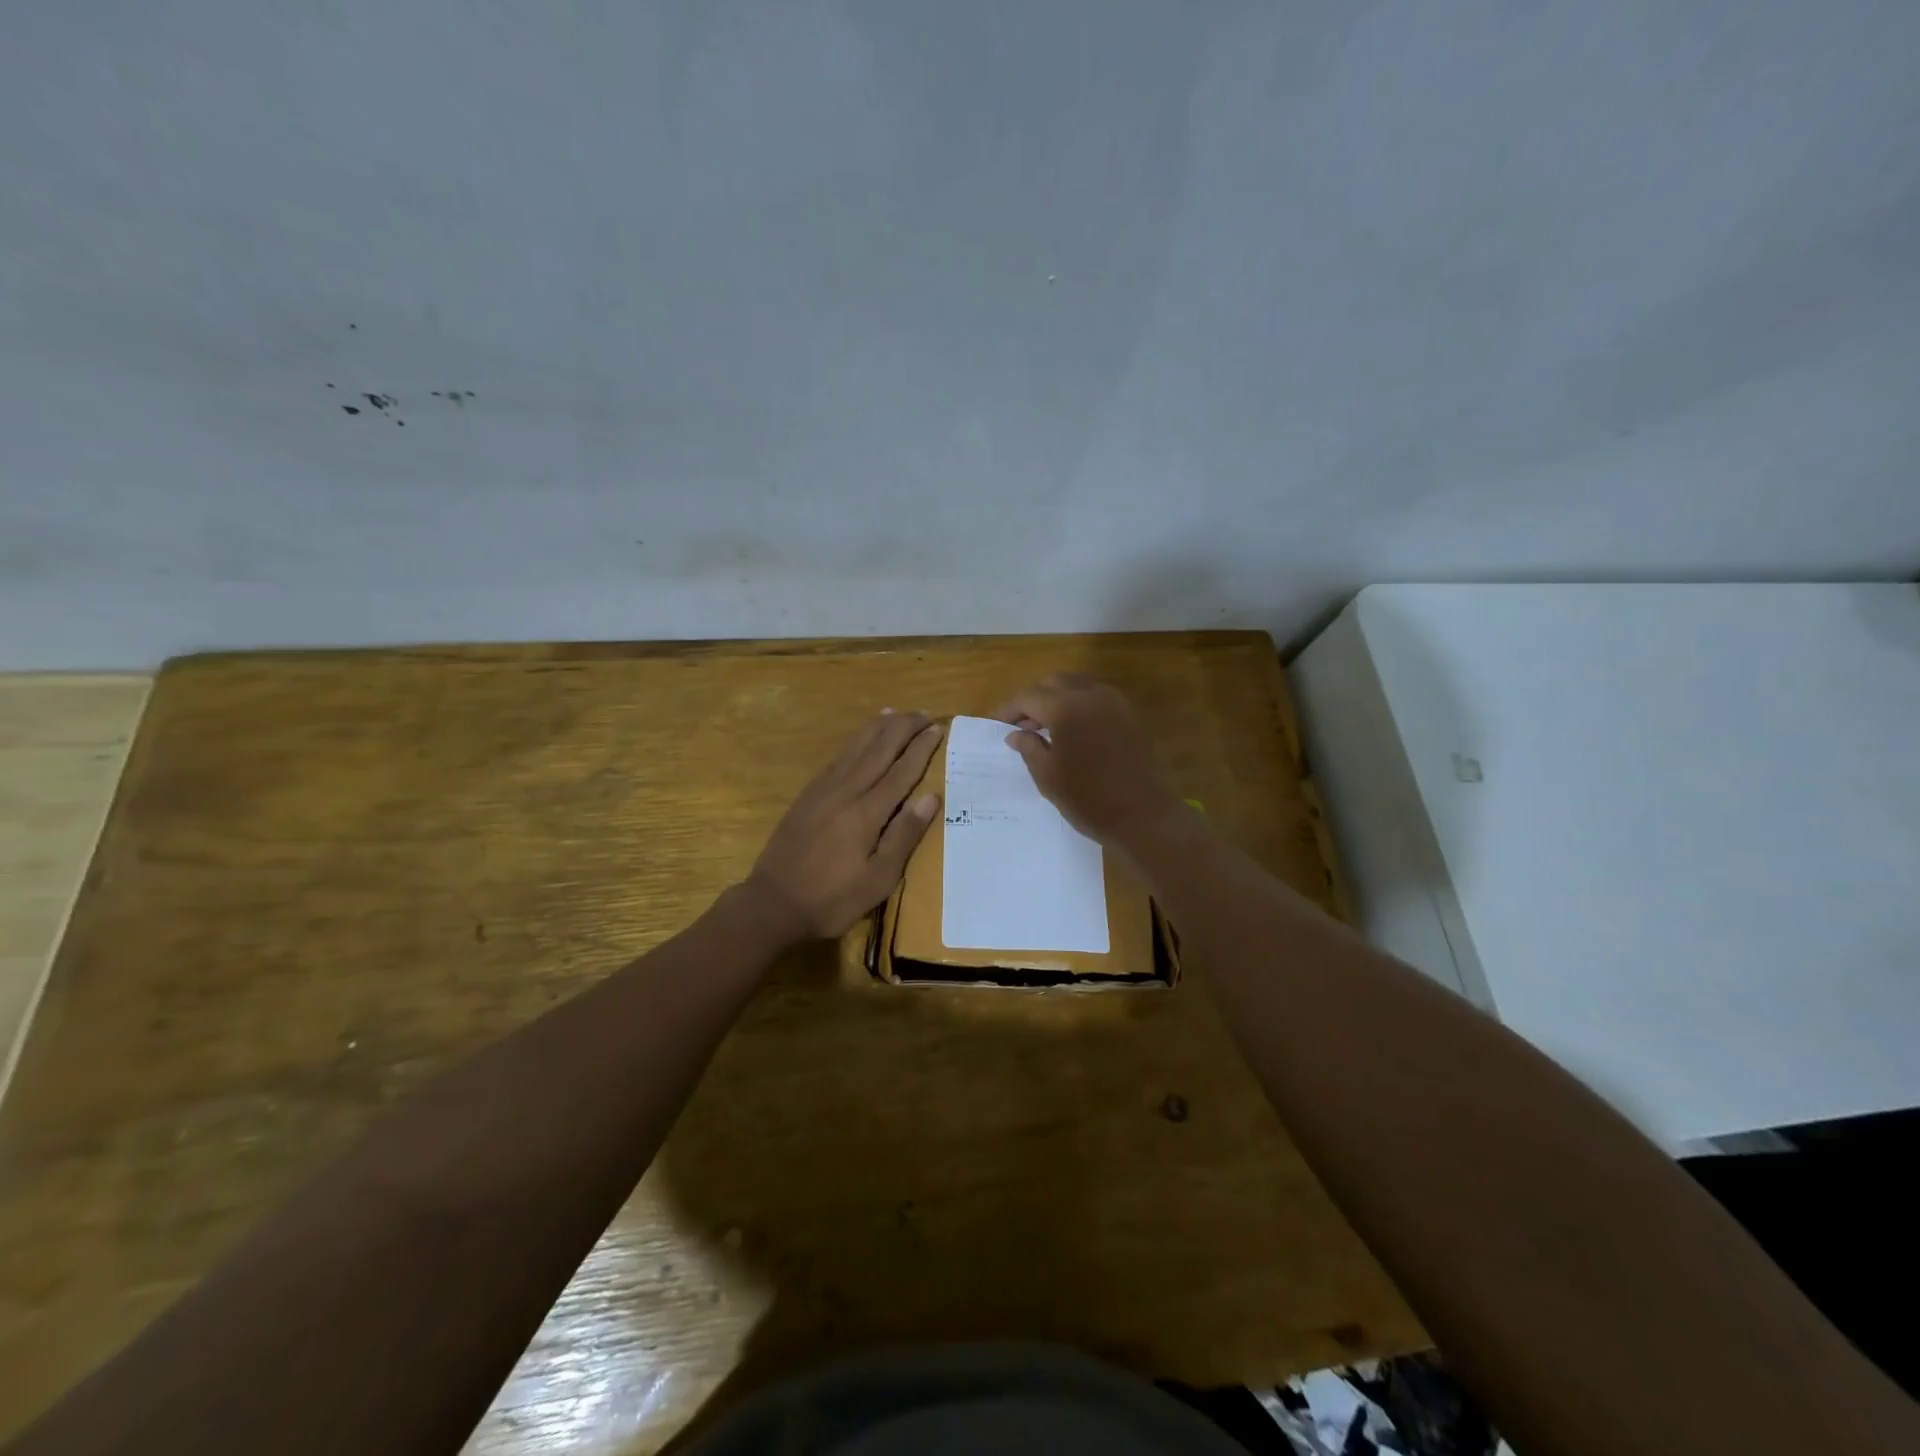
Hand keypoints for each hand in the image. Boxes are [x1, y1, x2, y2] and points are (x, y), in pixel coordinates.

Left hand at [744, 710, 943, 940]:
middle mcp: (846, 791)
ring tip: (895, 712)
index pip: (901, 771)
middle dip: (903, 728)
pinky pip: (838, 757)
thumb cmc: (832, 899)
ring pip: (856, 748)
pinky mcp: (808, 795)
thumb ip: (904, 836)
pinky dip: (854, 741)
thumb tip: (930, 796)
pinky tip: (860, 739)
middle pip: (879, 750)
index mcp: (867, 812)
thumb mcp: (878, 879)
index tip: (938, 727)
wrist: (772, 903)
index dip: (921, 748)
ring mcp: (823, 790)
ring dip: (878, 727)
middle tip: (925, 713)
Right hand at [996, 675, 1182, 848]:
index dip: (1009, 709)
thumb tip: (1016, 734)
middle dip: (1033, 699)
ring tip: (1045, 727)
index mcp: (1066, 707)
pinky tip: (1074, 731)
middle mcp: (1091, 695)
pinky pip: (1098, 698)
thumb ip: (1029, 747)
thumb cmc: (1088, 798)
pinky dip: (1079, 705)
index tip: (996, 724)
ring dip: (1057, 699)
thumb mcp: (1048, 776)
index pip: (1028, 696)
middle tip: (1021, 725)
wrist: (1144, 815)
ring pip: (1078, 686)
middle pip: (1054, 683)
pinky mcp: (1131, 715)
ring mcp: (1116, 702)